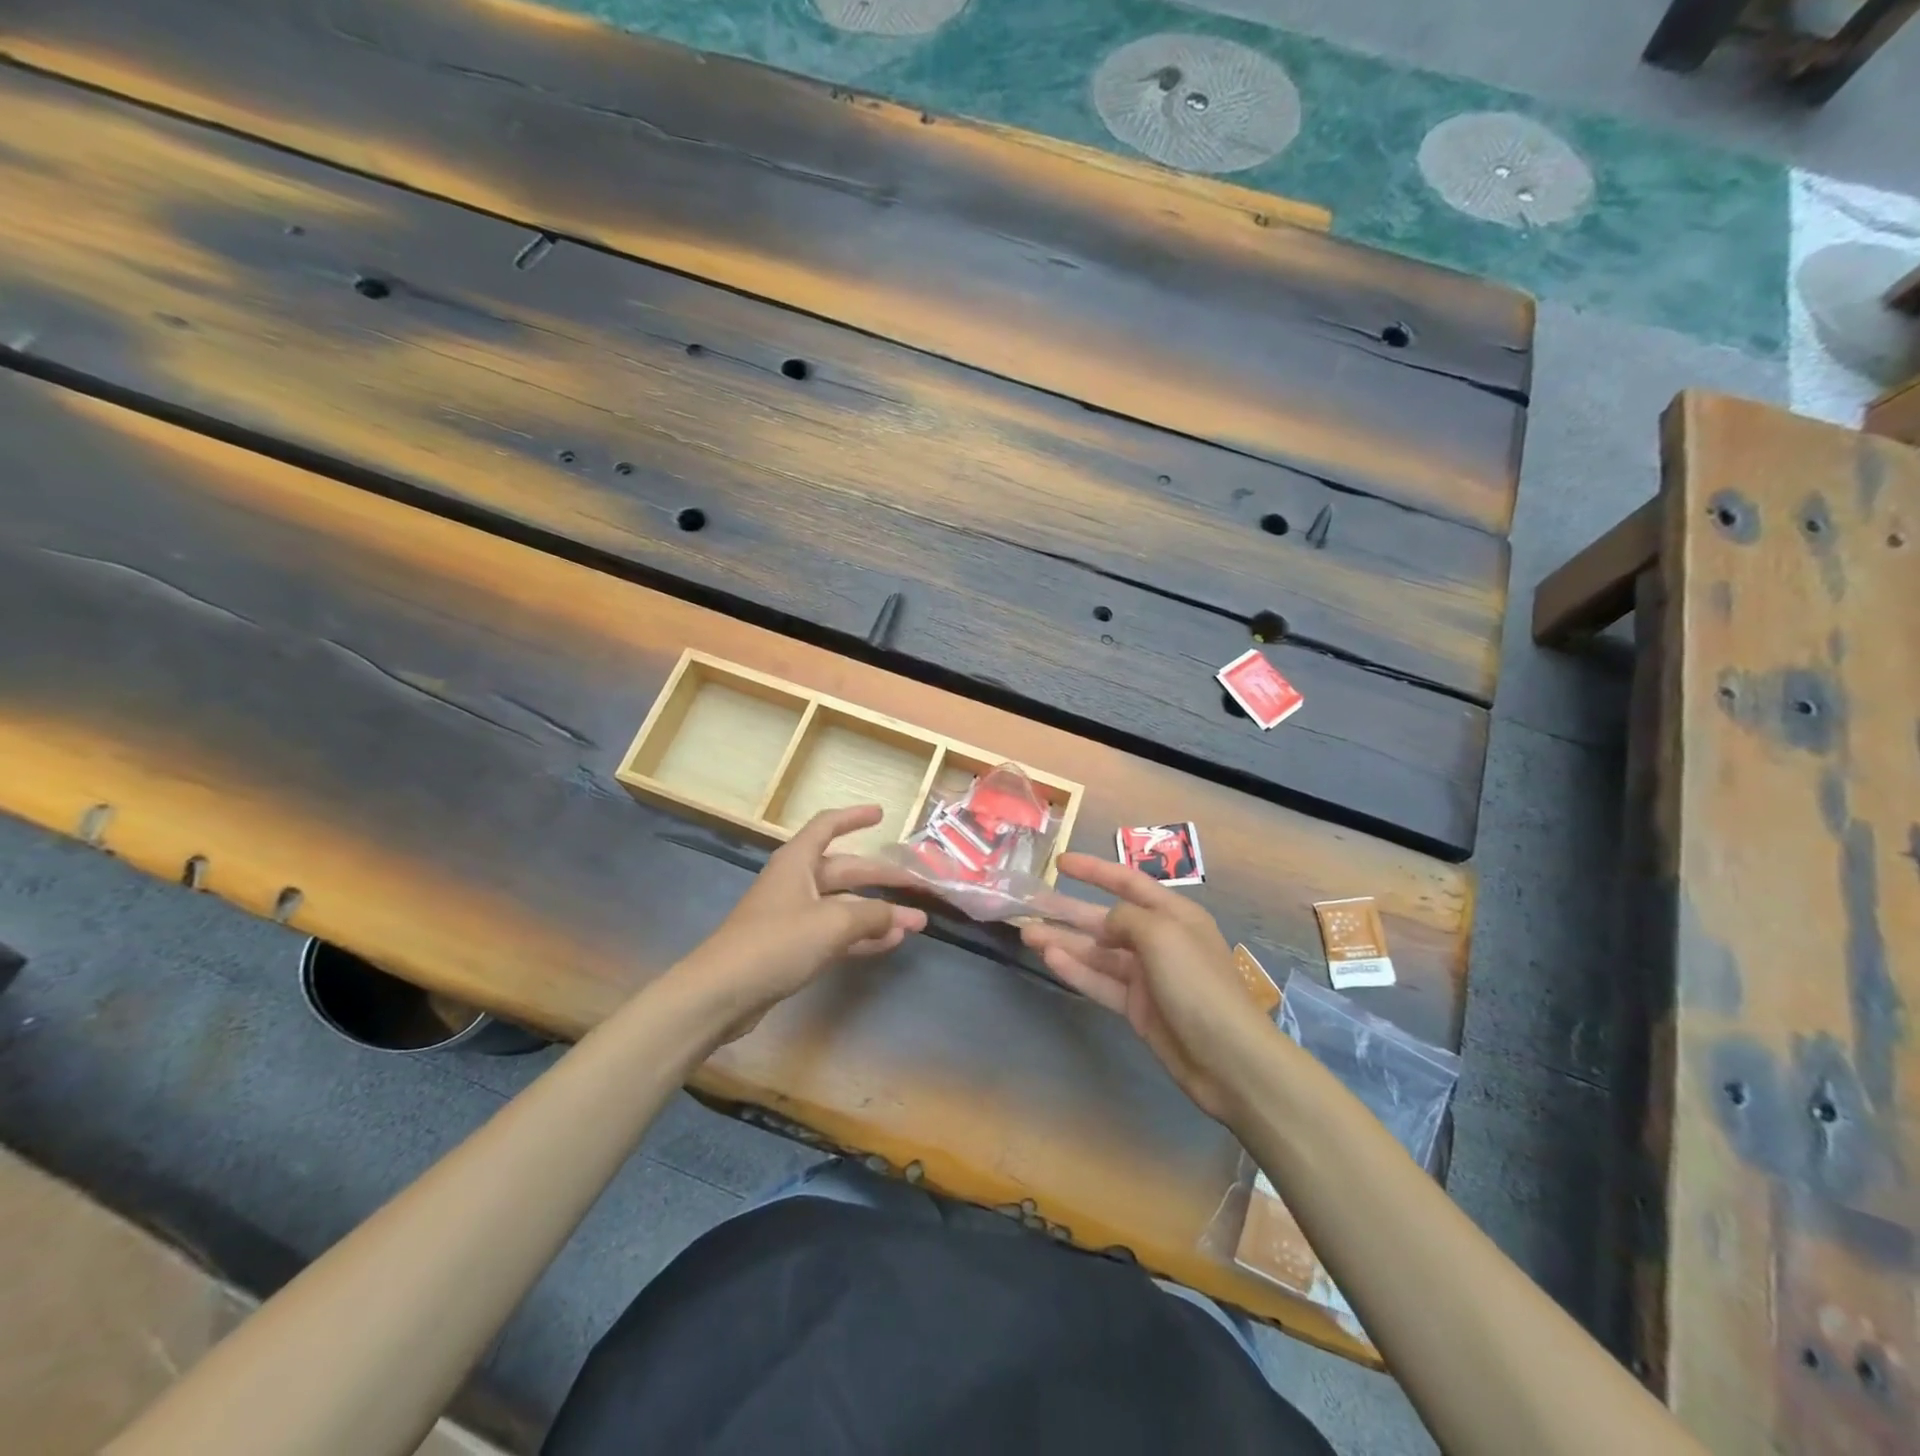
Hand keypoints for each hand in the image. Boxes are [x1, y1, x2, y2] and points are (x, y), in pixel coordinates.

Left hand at [674, 805, 926, 1043]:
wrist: (721, 993)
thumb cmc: (776, 943)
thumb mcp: (832, 924)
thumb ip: (872, 916)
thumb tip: (903, 916)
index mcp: (798, 861)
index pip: (828, 826)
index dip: (854, 817)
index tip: (881, 814)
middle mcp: (796, 882)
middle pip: (845, 869)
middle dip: (881, 877)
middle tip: (917, 885)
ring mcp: (793, 916)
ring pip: (844, 905)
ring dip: (877, 913)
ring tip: (914, 922)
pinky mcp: (792, 947)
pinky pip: (835, 933)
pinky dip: (861, 936)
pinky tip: (888, 944)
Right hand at [1021, 853, 1272, 1120]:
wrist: (1227, 1058)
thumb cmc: (1197, 983)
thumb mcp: (1161, 934)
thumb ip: (1125, 918)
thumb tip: (1106, 926)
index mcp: (1173, 914)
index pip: (1127, 882)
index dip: (1094, 870)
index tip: (1060, 861)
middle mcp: (1159, 940)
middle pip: (1105, 919)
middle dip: (1068, 911)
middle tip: (1029, 905)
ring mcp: (1147, 975)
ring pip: (1098, 952)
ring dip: (1064, 941)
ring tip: (1028, 934)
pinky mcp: (1138, 1007)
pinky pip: (1101, 982)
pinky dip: (1077, 970)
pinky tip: (1051, 960)